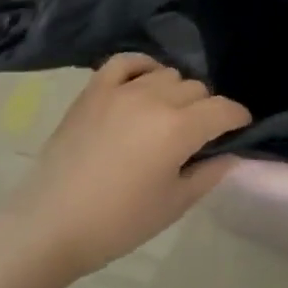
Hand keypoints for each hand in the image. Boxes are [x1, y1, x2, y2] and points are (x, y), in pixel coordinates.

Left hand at [14, 54, 250, 279]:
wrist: (49, 226)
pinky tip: (143, 82)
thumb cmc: (116, 223)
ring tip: (166, 116)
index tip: (239, 129)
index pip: (223, 109)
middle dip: (205, 109)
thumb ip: (208, 174)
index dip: (237, 118)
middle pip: (196, 89)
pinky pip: (126, 61)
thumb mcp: (172, 206)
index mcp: (179, 129)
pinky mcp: (94, 90)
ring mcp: (122, 90)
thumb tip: (231, 153)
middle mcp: (155, 99)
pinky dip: (141, 67)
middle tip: (195, 136)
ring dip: (175, 92)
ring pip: (166, 74)